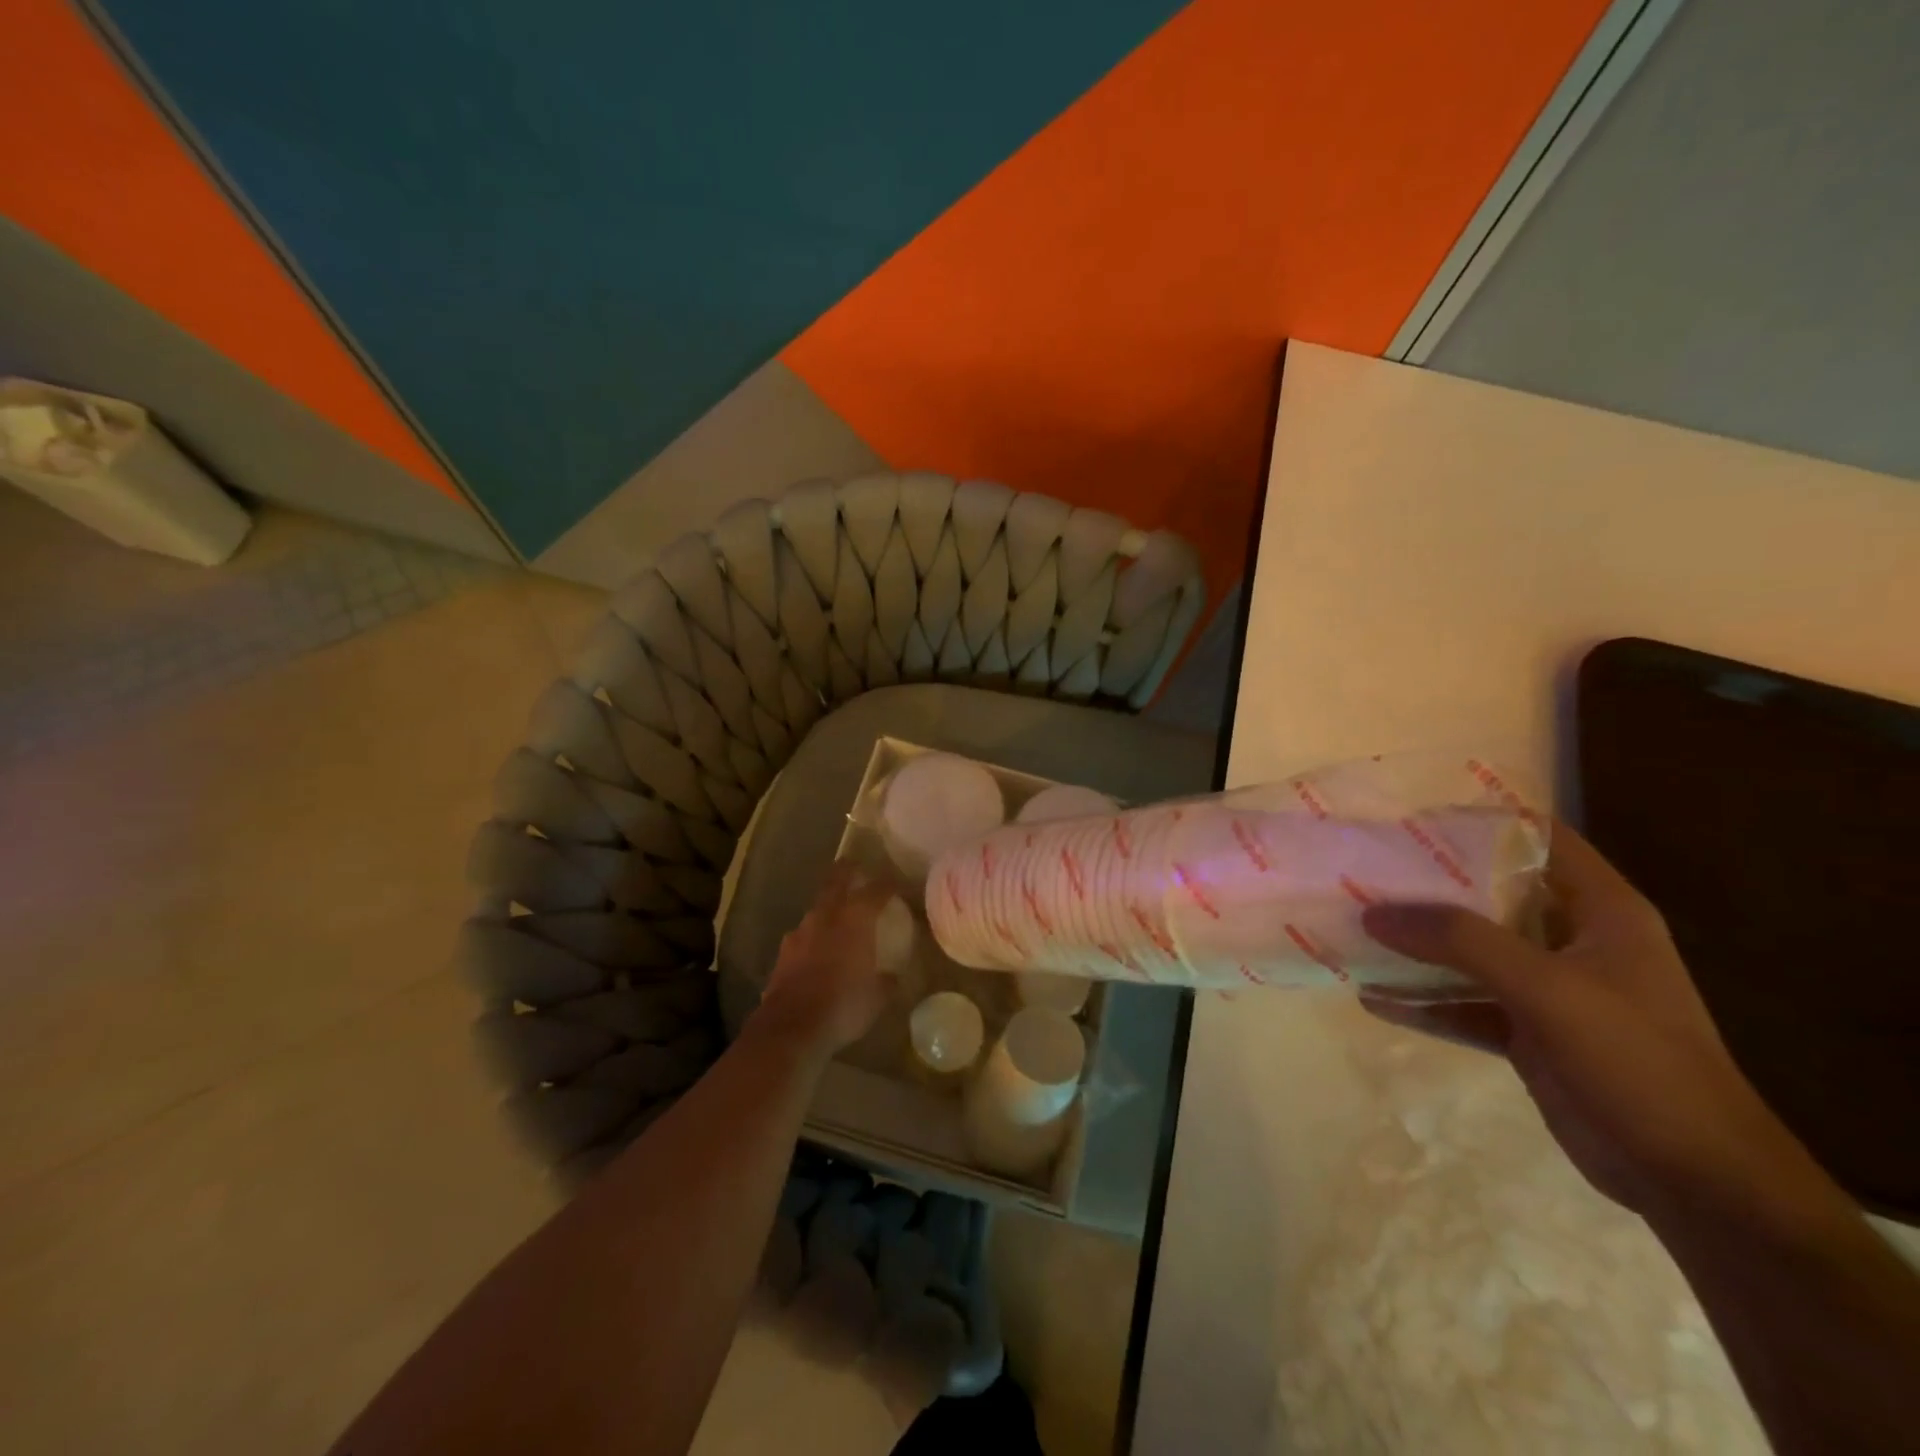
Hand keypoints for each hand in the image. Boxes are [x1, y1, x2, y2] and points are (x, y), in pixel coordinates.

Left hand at [755, 864, 895, 1059]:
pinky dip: (814, 936)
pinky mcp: (783, 953)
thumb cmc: (844, 1005)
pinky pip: (803, 935)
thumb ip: (887, 980)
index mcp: (855, 919)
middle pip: (837, 881)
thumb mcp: (877, 997)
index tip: (898, 884)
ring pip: (817, 908)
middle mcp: (826, 916)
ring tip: (837, 914)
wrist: (791, 1027)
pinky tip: (817, 950)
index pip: (876, 890)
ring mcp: (800, 932)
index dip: (889, 885)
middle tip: (856, 867)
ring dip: (828, 906)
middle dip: (848, 871)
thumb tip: (892, 976)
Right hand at [1360, 822, 1825, 1221]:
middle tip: (1366, 870)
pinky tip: (1374, 998)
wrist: (1698, 1184)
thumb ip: (1460, 941)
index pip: (1537, 839)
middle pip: (1491, 893)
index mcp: (1600, 911)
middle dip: (1428, 883)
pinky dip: (1422, 1001)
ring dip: (1418, 943)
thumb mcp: (1547, 989)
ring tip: (1357, 926)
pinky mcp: (1529, 1033)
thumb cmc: (1638, 1062)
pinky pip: (1463, 1003)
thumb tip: (1374, 911)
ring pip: (1470, 950)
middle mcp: (1573, 940)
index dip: (1478, 822)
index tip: (1409, 819)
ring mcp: (1549, 989)